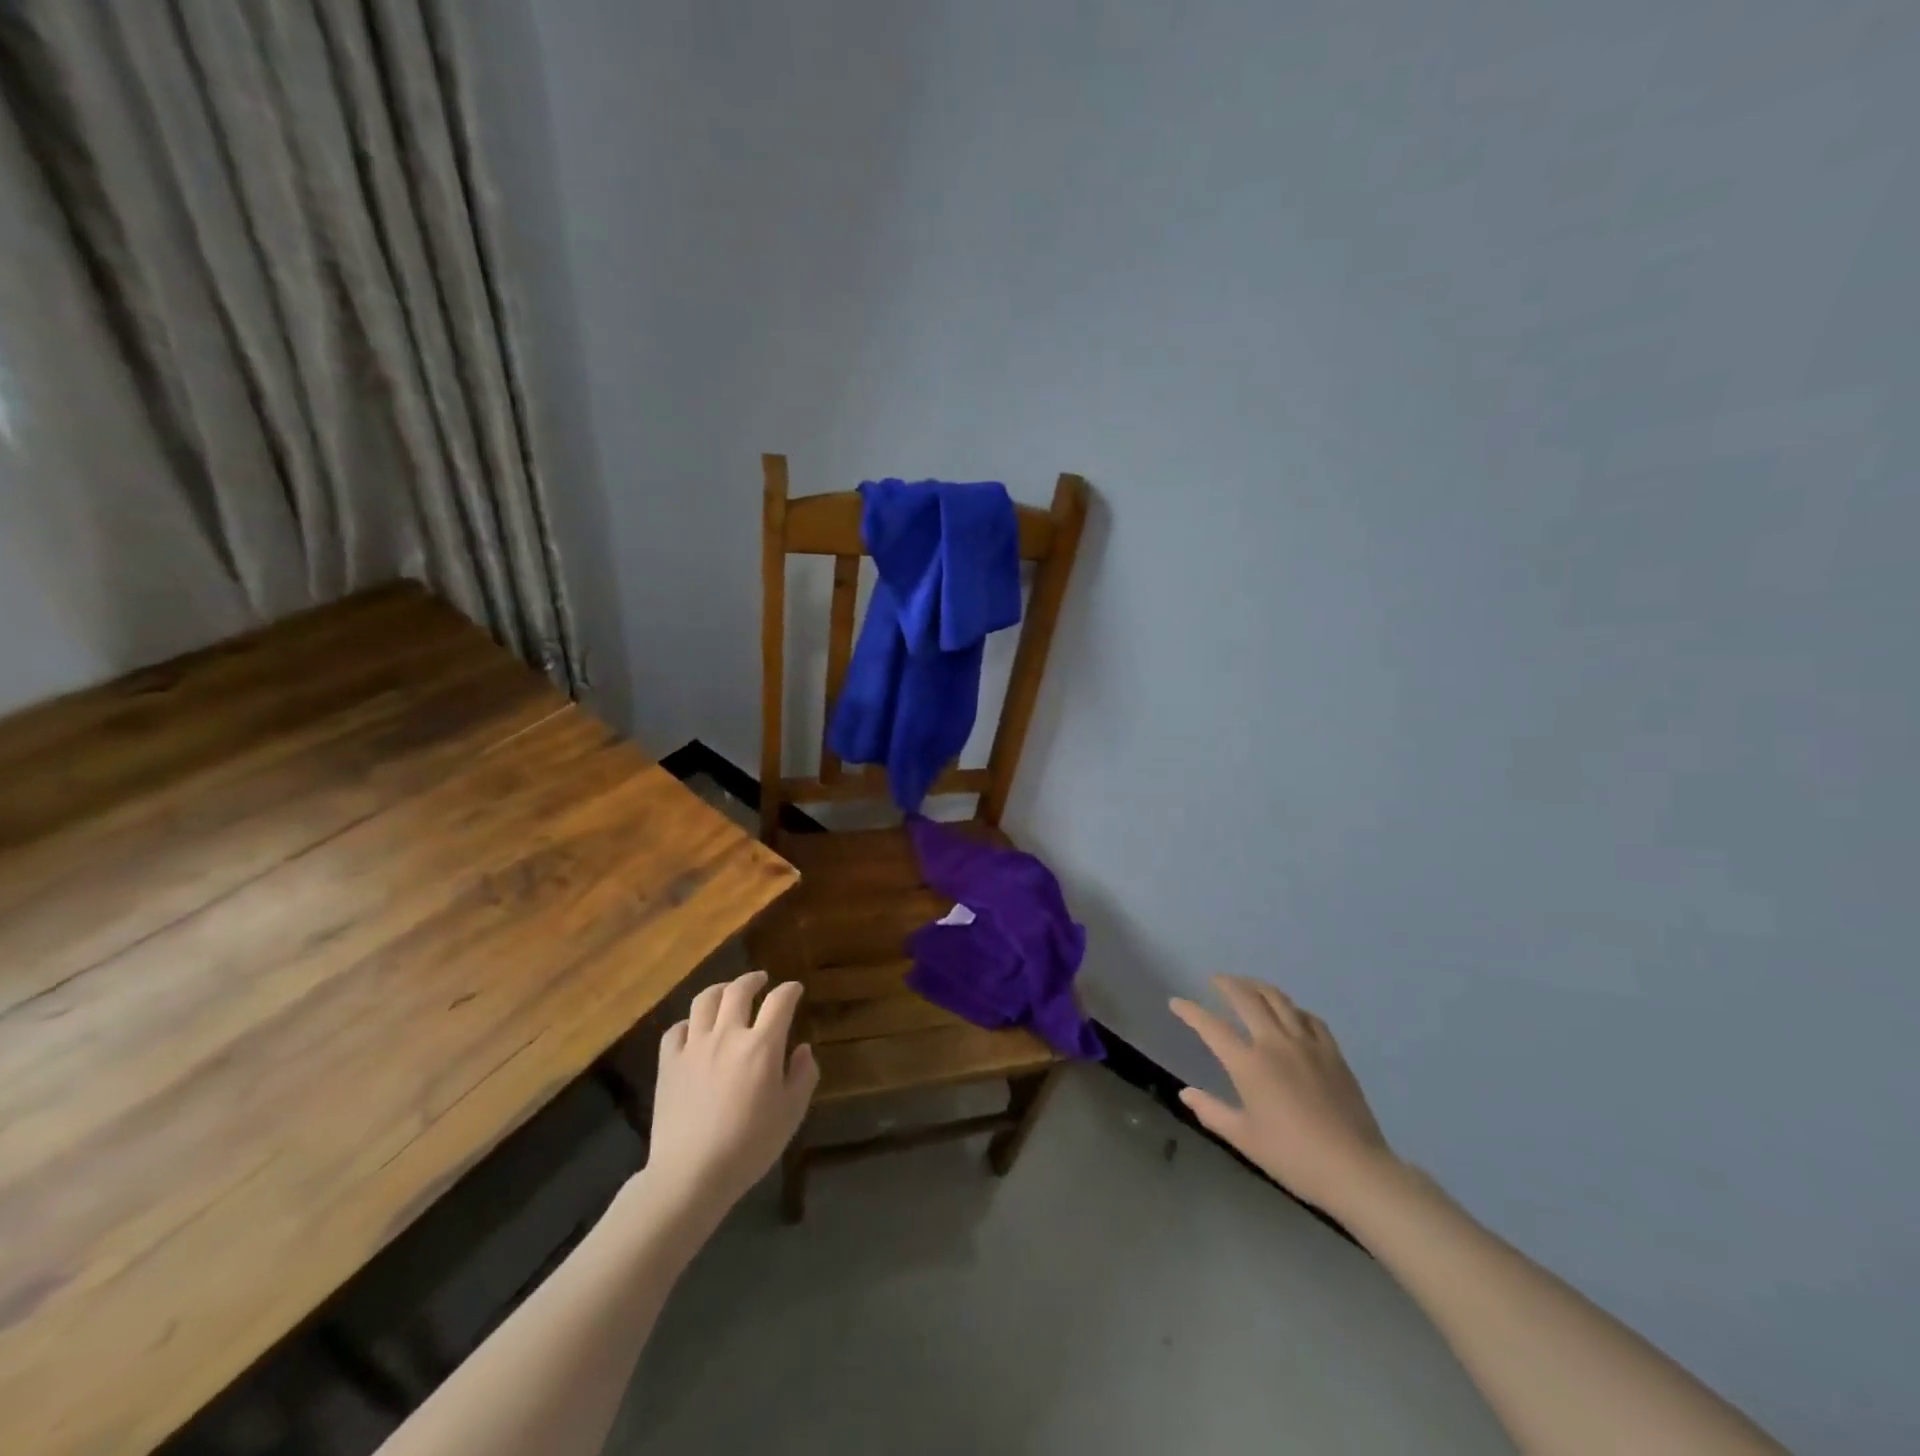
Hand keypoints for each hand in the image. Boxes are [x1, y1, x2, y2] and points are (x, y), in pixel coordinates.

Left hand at [642, 970, 818, 1221]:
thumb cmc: (749, 1146)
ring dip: (720, 990)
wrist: (691, 1175)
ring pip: (705, 1000)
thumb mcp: (791, 1114)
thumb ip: (803, 1076)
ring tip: (727, 993)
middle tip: (761, 980)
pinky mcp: (669, 1063)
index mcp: (762, 1046)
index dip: (790, 990)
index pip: (780, 1001)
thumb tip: (802, 1049)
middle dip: (753, 979)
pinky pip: (676, 1030)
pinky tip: (694, 1030)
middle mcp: (728, 1035)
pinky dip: (688, 1023)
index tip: (795, 989)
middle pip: (739, 990)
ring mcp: (694, 1047)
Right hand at [1170, 976, 1399, 1218]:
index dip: (1190, 1011)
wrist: (1354, 1170)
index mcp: (1249, 1064)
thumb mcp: (1244, 1138)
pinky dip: (1293, 1009)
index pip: (1212, 1027)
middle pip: (1247, 999)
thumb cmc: (1292, 1157)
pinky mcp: (1332, 1053)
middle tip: (1215, 980)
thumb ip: (1211, 1111)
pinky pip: (1310, 1019)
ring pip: (1279, 1000)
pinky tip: (1291, 1014)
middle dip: (1227, 984)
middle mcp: (1275, 1043)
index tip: (1176, 1002)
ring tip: (1248, 985)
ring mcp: (1307, 1044)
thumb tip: (1185, 1093)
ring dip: (1258, 987)